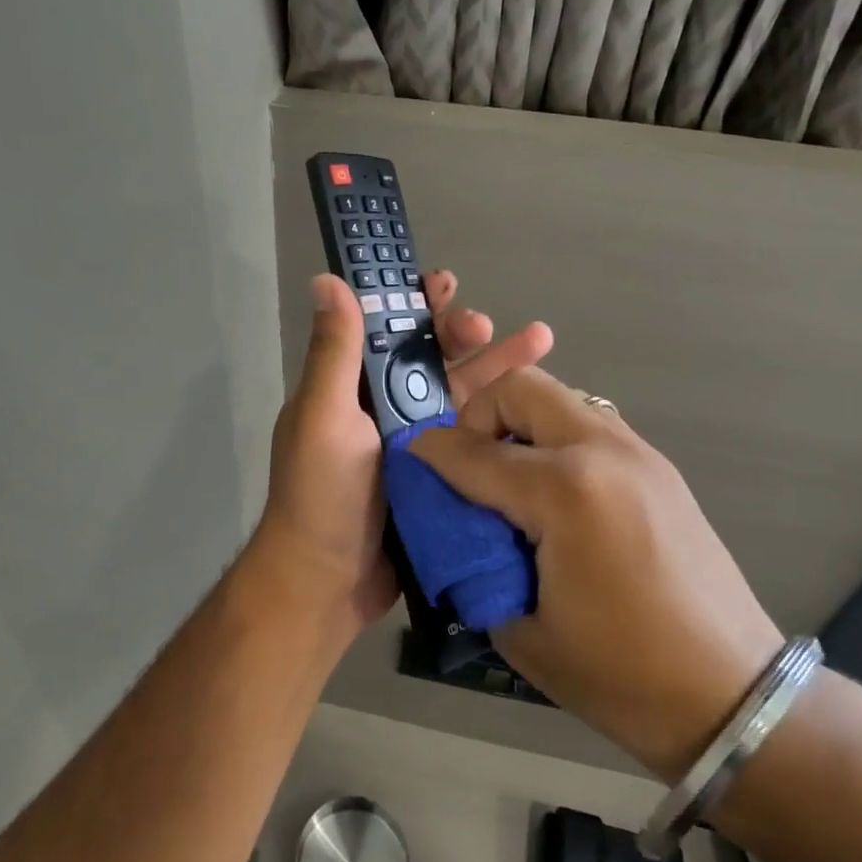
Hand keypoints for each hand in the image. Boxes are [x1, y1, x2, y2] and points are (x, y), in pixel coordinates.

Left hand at [249, 270, 553, 630]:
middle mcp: (384, 408)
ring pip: (462, 393)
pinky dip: (503, 417)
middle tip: (488, 325)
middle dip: (462, 335)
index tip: (443, 284)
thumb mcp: (324, 415)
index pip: (387, 329)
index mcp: (353, 386)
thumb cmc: (321, 493)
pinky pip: (475, 436)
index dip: (415, 303)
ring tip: (541, 342)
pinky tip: (538, 404)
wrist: (327, 583)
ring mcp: (417, 443)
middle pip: (432, 358)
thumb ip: (334, 351)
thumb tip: (327, 279)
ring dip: (496, 367)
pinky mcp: (441, 475)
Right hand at [411, 367, 781, 779]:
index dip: (431, 453)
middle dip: (479, 415)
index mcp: (565, 492)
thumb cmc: (622, 677)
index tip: (409, 457)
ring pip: (560, 397)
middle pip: (521, 388)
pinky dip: (556, 439)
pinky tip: (555, 495)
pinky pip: (590, 424)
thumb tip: (456, 528)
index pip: (474, 452)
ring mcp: (638, 453)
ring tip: (511, 479)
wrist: (735, 698)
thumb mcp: (523, 631)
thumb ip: (476, 563)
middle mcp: (602, 452)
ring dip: (521, 423)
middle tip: (471, 465)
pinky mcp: (659, 468)